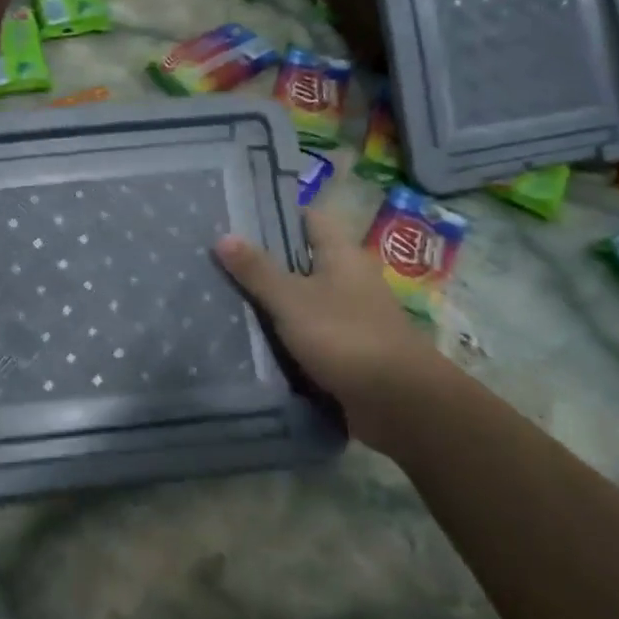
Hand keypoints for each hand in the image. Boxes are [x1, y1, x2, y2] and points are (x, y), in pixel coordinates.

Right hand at [214, 209, 446, 452]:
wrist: (399, 402)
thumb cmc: (345, 336)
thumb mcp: (292, 300)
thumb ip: (258, 270)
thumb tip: (223, 235)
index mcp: (342, 254)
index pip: (309, 219)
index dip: (276, 215)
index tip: (238, 219)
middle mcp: (350, 278)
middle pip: (303, 259)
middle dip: (266, 261)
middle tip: (219, 261)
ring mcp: (352, 315)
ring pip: (305, 298)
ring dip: (274, 301)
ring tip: (225, 298)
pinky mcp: (349, 349)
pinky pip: (311, 332)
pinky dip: (287, 334)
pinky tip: (254, 338)